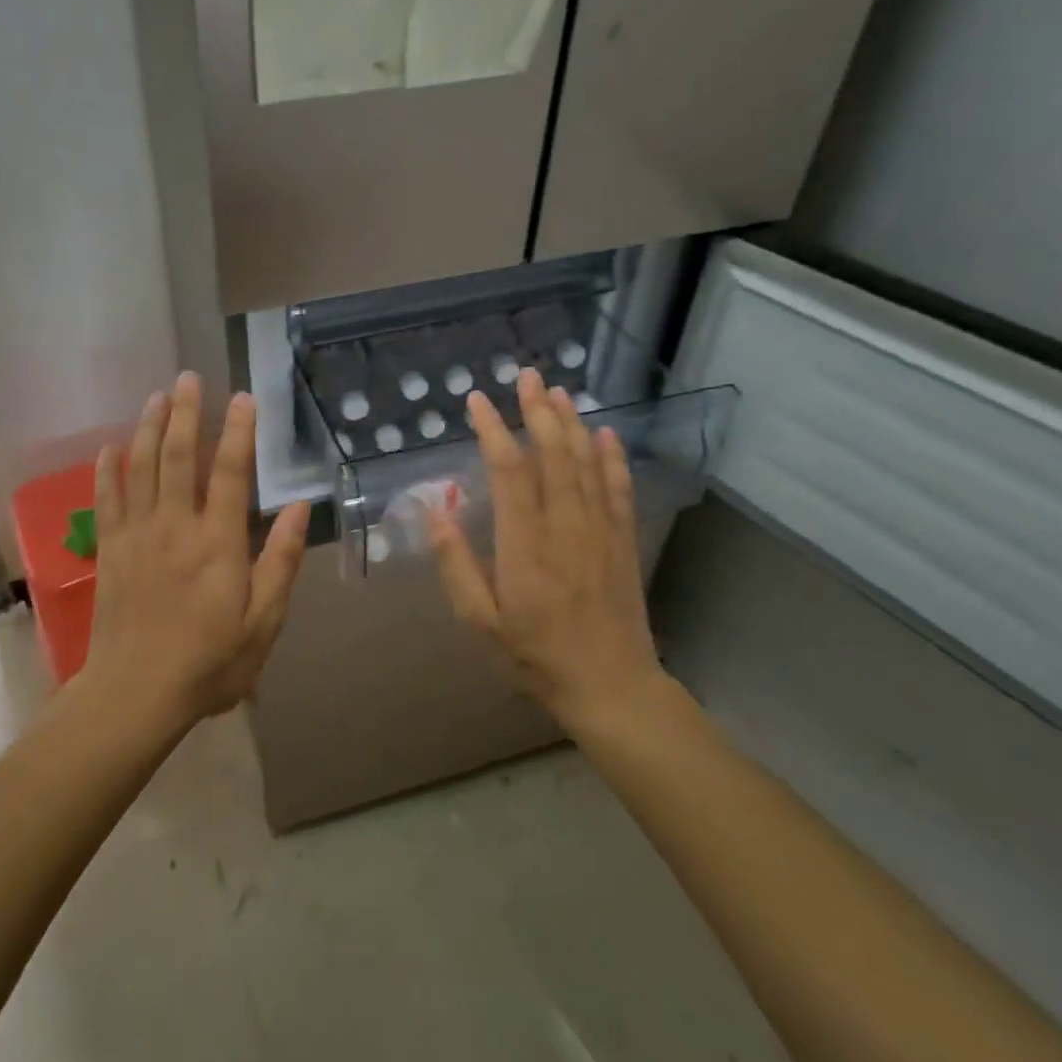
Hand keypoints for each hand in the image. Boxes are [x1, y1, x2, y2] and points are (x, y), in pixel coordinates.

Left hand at [82, 373, 310, 730]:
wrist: (135, 694)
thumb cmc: (209, 662)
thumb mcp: (263, 622)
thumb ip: (281, 561)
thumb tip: (300, 508)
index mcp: (217, 543)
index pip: (229, 472)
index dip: (238, 431)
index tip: (243, 397)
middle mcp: (174, 527)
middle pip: (179, 456)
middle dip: (186, 413)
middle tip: (188, 377)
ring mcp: (136, 535)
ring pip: (141, 467)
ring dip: (149, 428)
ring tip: (156, 396)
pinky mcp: (110, 550)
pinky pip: (106, 499)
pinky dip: (108, 469)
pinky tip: (111, 446)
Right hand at [430, 369, 664, 730]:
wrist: (611, 686)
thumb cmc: (536, 654)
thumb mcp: (481, 620)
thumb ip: (457, 564)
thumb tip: (437, 512)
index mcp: (525, 545)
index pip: (509, 472)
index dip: (492, 431)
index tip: (477, 402)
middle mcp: (566, 526)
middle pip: (553, 454)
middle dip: (537, 411)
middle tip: (526, 376)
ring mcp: (601, 530)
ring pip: (587, 463)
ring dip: (572, 423)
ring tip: (558, 391)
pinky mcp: (623, 540)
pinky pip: (619, 487)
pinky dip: (612, 456)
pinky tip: (606, 433)